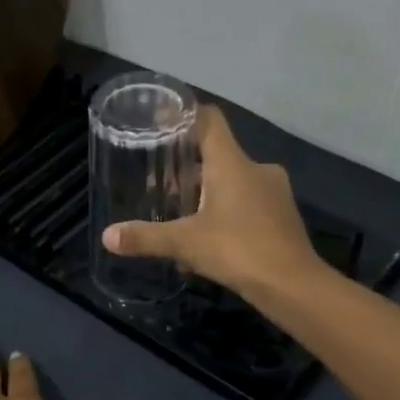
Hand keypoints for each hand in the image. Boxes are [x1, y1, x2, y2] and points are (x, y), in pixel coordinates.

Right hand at [100, 106, 323, 297]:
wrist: (293, 284)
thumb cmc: (238, 250)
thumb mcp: (185, 243)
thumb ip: (146, 238)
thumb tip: (107, 236)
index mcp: (232, 163)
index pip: (209, 120)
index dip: (185, 115)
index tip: (163, 120)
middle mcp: (256, 169)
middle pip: (218, 156)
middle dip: (189, 170)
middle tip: (162, 186)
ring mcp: (274, 193)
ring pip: (233, 183)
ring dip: (207, 196)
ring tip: (182, 218)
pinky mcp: (282, 216)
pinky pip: (247, 205)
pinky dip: (226, 215)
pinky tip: (210, 241)